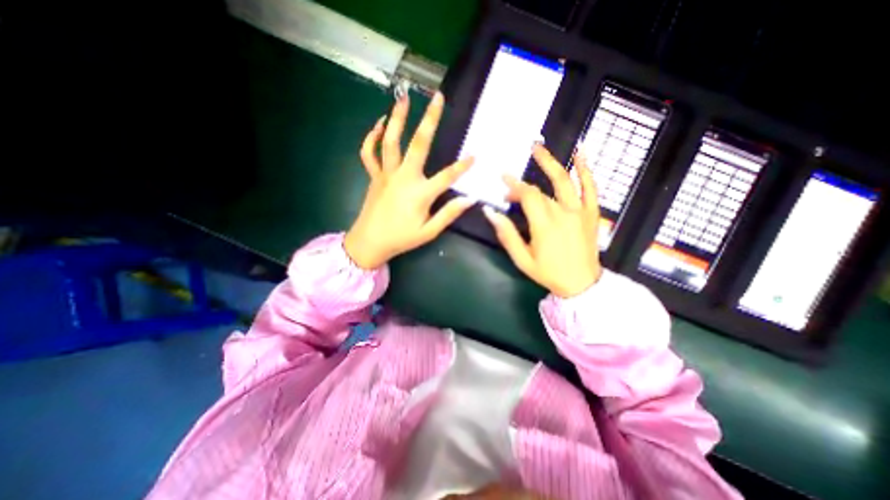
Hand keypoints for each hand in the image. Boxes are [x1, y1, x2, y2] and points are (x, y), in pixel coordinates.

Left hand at [343, 93, 475, 269]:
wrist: (369, 242)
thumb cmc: (401, 238)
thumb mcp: (429, 231)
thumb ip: (449, 214)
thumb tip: (469, 199)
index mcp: (420, 193)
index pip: (447, 176)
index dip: (462, 166)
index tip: (475, 156)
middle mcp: (404, 177)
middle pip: (419, 144)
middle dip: (430, 120)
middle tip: (438, 98)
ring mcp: (386, 174)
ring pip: (391, 141)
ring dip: (397, 118)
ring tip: (403, 98)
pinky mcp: (375, 176)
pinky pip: (369, 153)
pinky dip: (372, 137)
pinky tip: (379, 125)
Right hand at [484, 144, 601, 300]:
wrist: (581, 284)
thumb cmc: (548, 273)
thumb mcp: (522, 259)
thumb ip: (506, 234)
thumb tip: (489, 212)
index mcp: (544, 225)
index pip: (527, 196)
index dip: (513, 186)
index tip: (502, 181)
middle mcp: (563, 213)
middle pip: (540, 190)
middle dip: (521, 186)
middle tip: (510, 179)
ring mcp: (580, 211)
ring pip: (565, 180)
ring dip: (550, 162)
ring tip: (538, 148)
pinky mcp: (591, 213)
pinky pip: (591, 187)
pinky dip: (586, 169)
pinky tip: (580, 152)